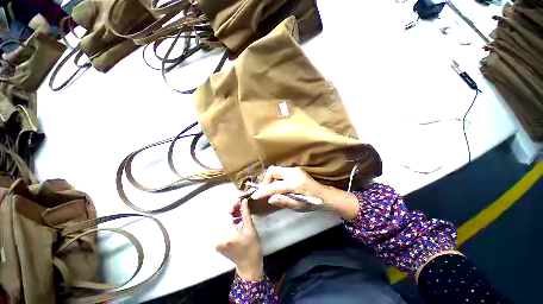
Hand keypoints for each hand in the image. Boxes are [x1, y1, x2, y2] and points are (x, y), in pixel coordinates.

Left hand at [215, 199, 262, 280]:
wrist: (248, 264)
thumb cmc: (252, 246)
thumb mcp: (250, 228)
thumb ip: (245, 212)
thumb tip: (243, 200)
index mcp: (227, 234)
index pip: (227, 214)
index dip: (233, 206)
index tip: (240, 201)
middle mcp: (218, 238)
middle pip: (223, 218)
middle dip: (231, 211)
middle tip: (241, 207)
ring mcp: (215, 242)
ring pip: (221, 222)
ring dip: (229, 216)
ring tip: (239, 214)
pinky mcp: (216, 243)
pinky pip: (219, 228)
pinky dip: (226, 223)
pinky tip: (235, 221)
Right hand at [250, 166, 325, 211]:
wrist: (324, 195)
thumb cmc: (312, 203)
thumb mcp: (298, 206)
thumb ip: (283, 201)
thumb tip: (269, 198)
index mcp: (294, 184)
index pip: (274, 186)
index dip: (263, 191)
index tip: (254, 196)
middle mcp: (293, 173)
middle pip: (273, 170)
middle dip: (266, 180)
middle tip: (266, 191)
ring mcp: (295, 170)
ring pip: (276, 170)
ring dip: (271, 179)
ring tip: (272, 189)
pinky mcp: (296, 170)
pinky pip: (281, 172)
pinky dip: (277, 178)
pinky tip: (279, 186)